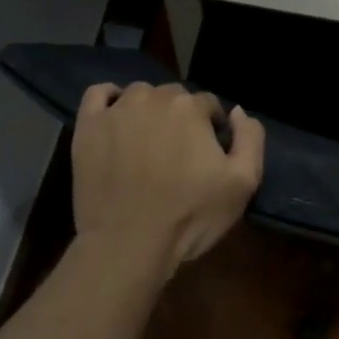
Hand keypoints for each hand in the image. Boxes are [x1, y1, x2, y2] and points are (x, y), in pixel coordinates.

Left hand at [72, 82, 264, 279]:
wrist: (128, 244)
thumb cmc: (190, 216)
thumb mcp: (243, 183)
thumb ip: (250, 138)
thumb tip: (236, 111)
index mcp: (191, 107)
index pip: (209, 104)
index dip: (213, 128)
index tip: (209, 154)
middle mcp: (154, 98)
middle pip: (174, 96)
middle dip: (181, 117)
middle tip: (179, 152)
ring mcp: (117, 111)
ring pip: (140, 94)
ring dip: (149, 109)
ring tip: (148, 141)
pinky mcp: (88, 126)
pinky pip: (98, 94)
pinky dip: (110, 98)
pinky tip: (116, 116)